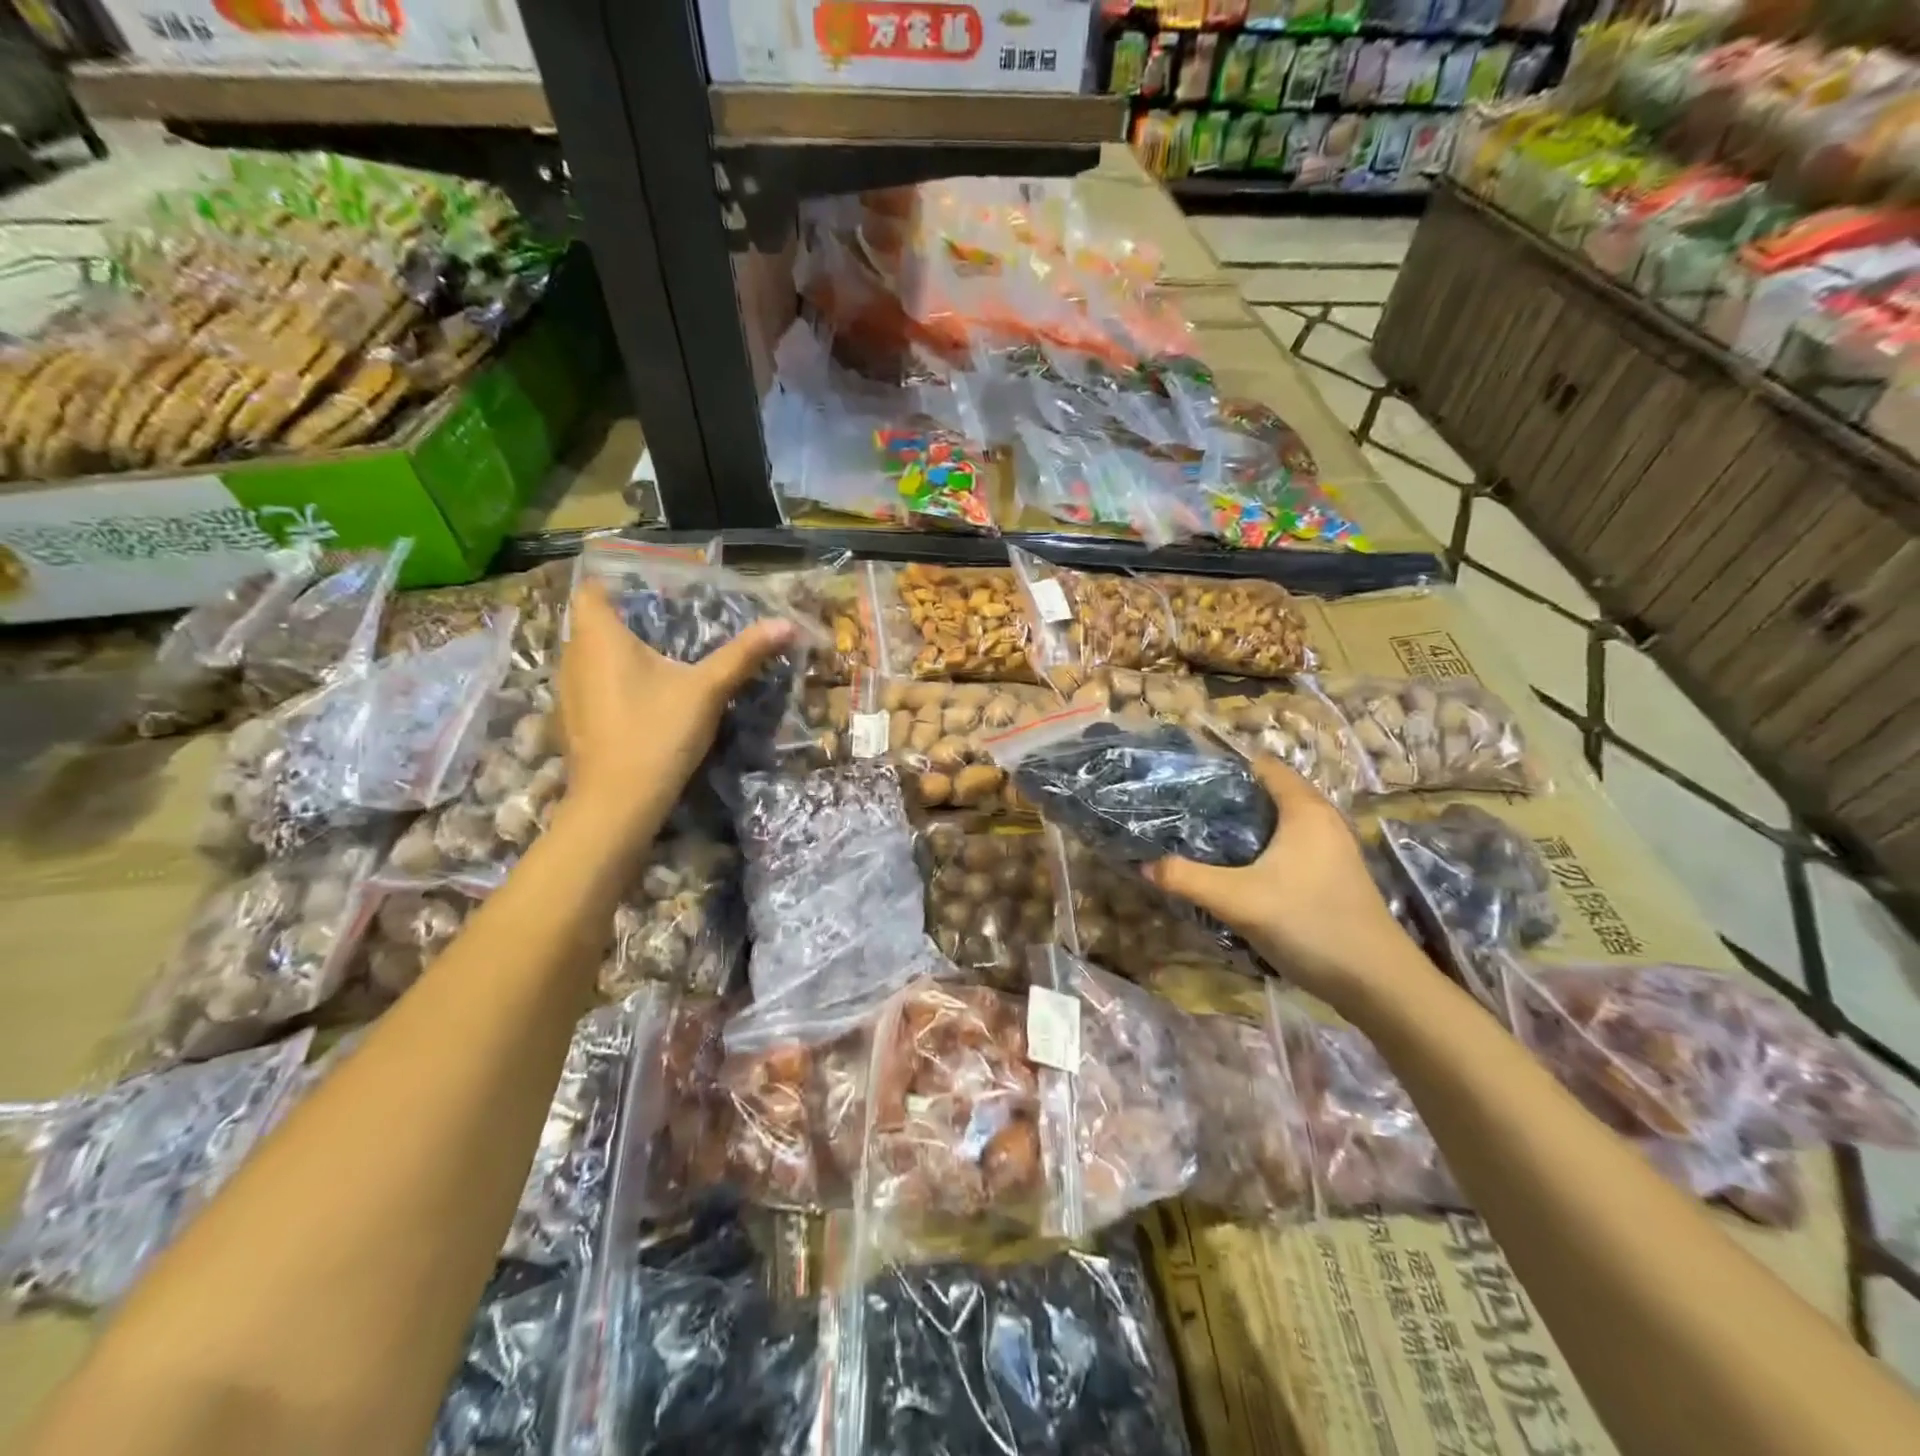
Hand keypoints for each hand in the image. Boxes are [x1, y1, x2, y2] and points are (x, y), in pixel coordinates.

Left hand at [557, 581, 795, 840]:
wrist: (618, 802)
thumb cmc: (657, 732)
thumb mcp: (708, 689)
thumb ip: (744, 654)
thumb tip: (787, 624)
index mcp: (598, 636)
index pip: (592, 590)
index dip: (617, 585)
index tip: (652, 591)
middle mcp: (573, 656)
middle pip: (592, 623)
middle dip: (626, 620)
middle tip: (670, 623)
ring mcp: (569, 692)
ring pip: (590, 656)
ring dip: (618, 654)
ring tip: (660, 658)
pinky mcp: (574, 721)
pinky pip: (592, 685)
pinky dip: (613, 682)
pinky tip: (644, 699)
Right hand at [1145, 757, 1431, 1013]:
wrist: (1378, 983)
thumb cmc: (1310, 924)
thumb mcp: (1238, 900)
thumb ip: (1187, 879)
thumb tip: (1145, 865)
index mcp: (1304, 809)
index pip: (1261, 766)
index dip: (1222, 768)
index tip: (1183, 780)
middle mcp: (1321, 820)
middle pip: (1266, 793)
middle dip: (1226, 800)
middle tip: (1182, 813)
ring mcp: (1330, 850)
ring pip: (1277, 824)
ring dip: (1242, 829)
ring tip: (1199, 840)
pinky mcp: (1331, 876)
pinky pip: (1287, 848)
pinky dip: (1259, 850)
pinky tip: (1234, 872)